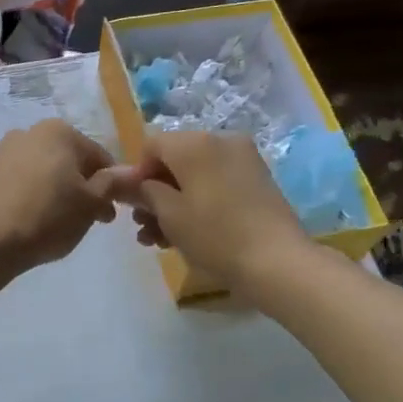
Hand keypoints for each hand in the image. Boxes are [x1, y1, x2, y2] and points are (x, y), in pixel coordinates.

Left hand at [0, 120, 122, 271]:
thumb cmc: (49, 217)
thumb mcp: (91, 203)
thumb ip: (113, 183)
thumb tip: (130, 173)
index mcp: (60, 131)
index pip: (100, 156)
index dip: (113, 185)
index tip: (113, 211)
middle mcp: (31, 132)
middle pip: (72, 161)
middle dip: (86, 188)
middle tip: (93, 220)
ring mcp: (6, 151)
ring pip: (48, 171)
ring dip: (63, 192)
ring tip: (66, 224)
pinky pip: (25, 182)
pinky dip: (38, 196)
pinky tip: (39, 220)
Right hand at [106, 130, 310, 290]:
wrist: (277, 261)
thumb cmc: (214, 235)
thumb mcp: (169, 214)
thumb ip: (143, 192)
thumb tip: (125, 181)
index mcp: (195, 142)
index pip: (152, 146)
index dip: (136, 175)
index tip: (134, 207)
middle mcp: (220, 140)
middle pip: (175, 159)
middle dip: (155, 192)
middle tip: (144, 228)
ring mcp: (243, 159)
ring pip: (196, 174)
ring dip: (174, 201)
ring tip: (161, 239)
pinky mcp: (258, 180)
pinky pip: (217, 182)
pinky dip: (199, 201)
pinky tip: (189, 233)